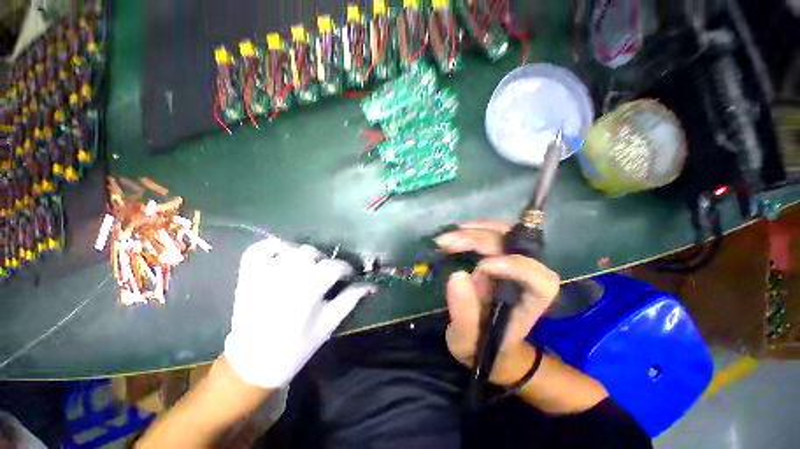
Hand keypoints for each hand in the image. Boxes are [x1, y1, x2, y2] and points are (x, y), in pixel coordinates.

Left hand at [224, 238, 373, 387]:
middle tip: (326, 274)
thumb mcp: (328, 324)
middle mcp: (285, 277)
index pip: (333, 266)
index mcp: (307, 291)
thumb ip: (350, 299)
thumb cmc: (296, 347)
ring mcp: (263, 274)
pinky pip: (260, 248)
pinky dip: (273, 246)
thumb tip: (370, 285)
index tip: (349, 275)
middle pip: (312, 253)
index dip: (345, 268)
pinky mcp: (248, 276)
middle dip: (324, 262)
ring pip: (291, 248)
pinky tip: (283, 255)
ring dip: (303, 255)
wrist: (253, 364)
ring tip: (306, 267)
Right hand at [435, 221, 559, 368]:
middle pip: (515, 248)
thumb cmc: (480, 345)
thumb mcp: (466, 340)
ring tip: (450, 235)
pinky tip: (457, 231)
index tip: (481, 267)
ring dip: (477, 231)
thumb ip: (464, 315)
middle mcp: (525, 277)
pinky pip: (493, 234)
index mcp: (529, 303)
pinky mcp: (497, 255)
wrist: (480, 338)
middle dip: (480, 241)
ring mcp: (511, 262)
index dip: (515, 267)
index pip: (540, 279)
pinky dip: (475, 230)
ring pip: (506, 235)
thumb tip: (457, 275)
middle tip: (448, 242)